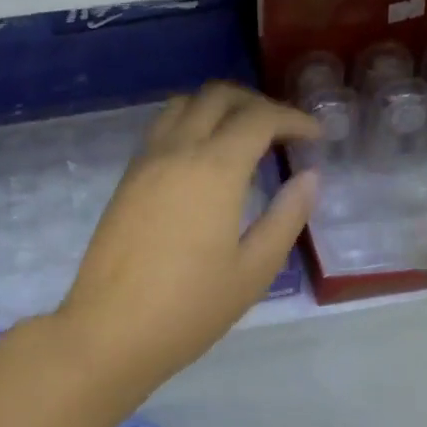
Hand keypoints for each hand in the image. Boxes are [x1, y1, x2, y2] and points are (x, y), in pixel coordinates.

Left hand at [57, 83, 321, 398]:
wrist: (110, 331)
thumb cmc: (189, 308)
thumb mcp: (253, 270)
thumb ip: (286, 217)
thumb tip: (309, 177)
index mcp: (214, 169)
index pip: (259, 117)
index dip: (294, 119)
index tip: (316, 136)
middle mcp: (177, 150)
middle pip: (218, 96)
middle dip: (257, 103)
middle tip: (282, 132)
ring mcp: (145, 161)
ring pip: (184, 104)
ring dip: (219, 107)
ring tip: (243, 138)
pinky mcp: (127, 178)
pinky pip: (162, 128)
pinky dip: (191, 123)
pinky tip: (205, 160)